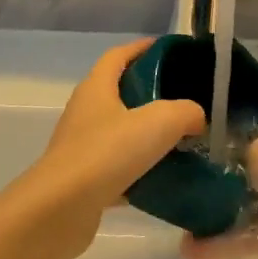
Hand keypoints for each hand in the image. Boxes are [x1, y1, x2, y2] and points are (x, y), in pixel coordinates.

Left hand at [1, 39, 204, 258]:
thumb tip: (196, 117)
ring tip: (182, 141)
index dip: (142, 48)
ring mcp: (82, 147)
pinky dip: (141, 172)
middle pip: (120, 93)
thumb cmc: (107, 153)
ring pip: (121, 133)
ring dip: (147, 136)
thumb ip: (186, 112)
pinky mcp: (84, 180)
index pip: (118, 55)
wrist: (61, 210)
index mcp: (97, 88)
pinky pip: (119, 169)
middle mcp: (85, 112)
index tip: (169, 50)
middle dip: (151, 94)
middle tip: (185, 100)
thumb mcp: (159, 122)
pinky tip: (165, 181)